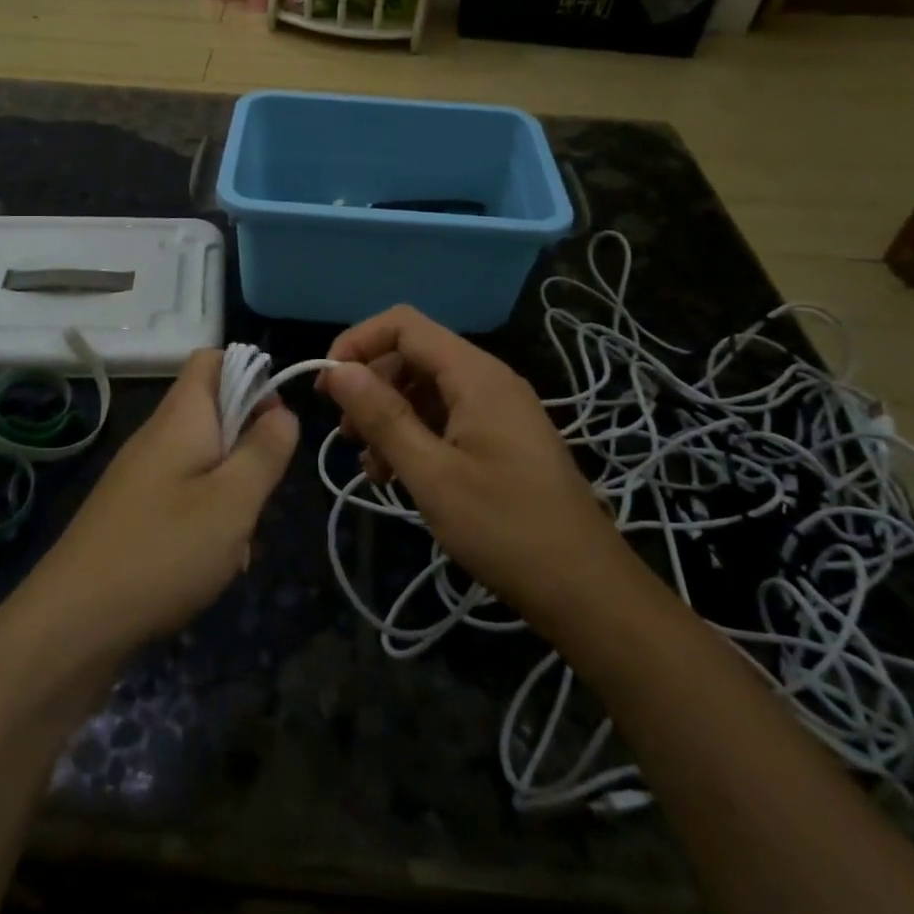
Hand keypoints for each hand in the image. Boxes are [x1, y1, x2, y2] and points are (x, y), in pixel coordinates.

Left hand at [29, 349, 298, 652]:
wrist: (72, 623)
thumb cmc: (164, 551)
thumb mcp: (233, 500)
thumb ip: (265, 450)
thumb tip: (283, 411)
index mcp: (181, 417)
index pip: (211, 359)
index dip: (250, 374)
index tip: (276, 420)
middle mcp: (158, 436)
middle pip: (215, 414)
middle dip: (250, 448)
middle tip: (261, 493)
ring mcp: (142, 476)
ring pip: (205, 462)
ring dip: (233, 492)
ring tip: (240, 541)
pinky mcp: (134, 513)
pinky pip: (184, 497)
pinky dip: (208, 519)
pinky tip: (214, 564)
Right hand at [320, 306, 620, 629]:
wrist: (586, 589)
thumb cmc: (505, 529)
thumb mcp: (432, 475)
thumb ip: (383, 417)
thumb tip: (338, 370)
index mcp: (475, 375)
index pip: (403, 324)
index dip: (357, 343)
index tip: (327, 387)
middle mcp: (488, 379)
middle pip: (413, 354)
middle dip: (371, 386)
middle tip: (347, 437)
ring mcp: (499, 408)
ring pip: (427, 388)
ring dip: (390, 416)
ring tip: (372, 467)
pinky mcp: (502, 437)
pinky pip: (447, 416)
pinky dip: (416, 435)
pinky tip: (400, 477)